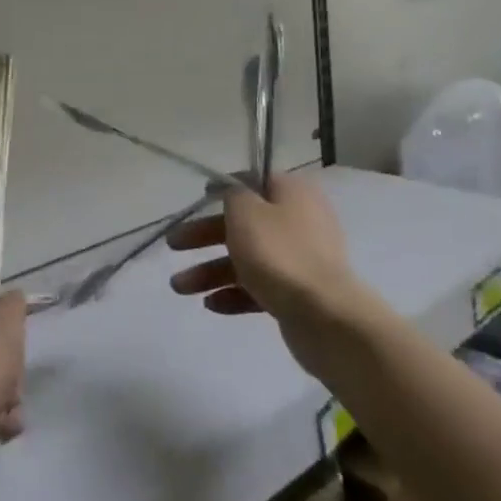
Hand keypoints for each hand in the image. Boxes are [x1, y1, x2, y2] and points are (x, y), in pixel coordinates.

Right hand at [166, 171, 356, 328]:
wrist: (326, 318)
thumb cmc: (280, 253)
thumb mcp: (246, 211)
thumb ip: (233, 195)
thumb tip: (235, 194)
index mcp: (293, 194)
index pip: (254, 181)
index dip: (225, 187)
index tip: (200, 196)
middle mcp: (299, 222)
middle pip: (244, 224)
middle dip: (205, 236)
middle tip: (174, 245)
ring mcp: (300, 261)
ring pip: (247, 259)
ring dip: (211, 271)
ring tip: (179, 288)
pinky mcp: (298, 296)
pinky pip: (259, 288)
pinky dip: (234, 293)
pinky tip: (211, 305)